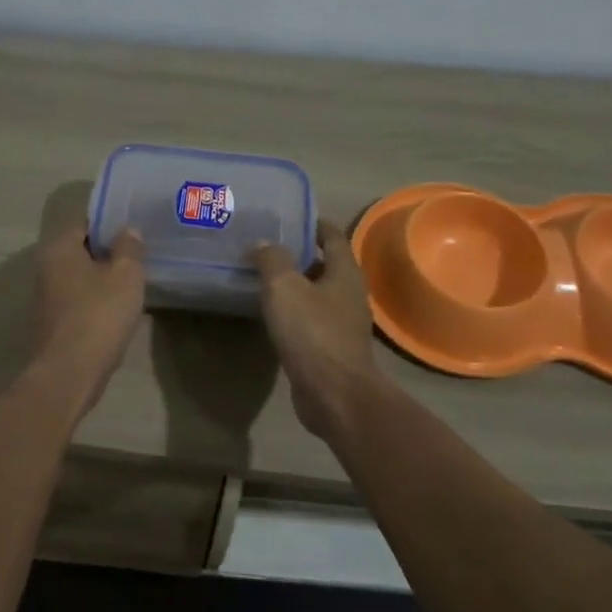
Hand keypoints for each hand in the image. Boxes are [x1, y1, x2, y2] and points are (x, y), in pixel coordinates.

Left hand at [34, 219, 145, 405]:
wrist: (71, 371)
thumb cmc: (100, 314)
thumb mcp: (126, 275)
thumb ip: (129, 248)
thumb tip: (127, 231)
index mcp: (59, 249)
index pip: (85, 224)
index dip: (110, 224)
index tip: (134, 230)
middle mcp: (46, 269)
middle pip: (81, 251)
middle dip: (107, 253)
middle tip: (138, 256)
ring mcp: (47, 299)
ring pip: (80, 278)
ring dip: (103, 279)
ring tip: (133, 283)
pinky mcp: (54, 324)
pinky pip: (79, 302)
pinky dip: (97, 302)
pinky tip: (118, 310)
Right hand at [254, 222, 381, 439]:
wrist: (333, 393)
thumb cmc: (313, 333)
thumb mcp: (285, 288)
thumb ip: (272, 260)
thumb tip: (263, 243)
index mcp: (345, 272)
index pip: (332, 236)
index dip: (313, 224)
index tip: (289, 217)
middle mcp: (349, 294)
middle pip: (325, 264)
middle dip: (299, 254)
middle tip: (266, 246)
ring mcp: (343, 323)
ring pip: (317, 293)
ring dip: (295, 284)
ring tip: (263, 277)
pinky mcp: (332, 348)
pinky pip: (311, 319)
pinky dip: (294, 311)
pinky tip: (271, 313)